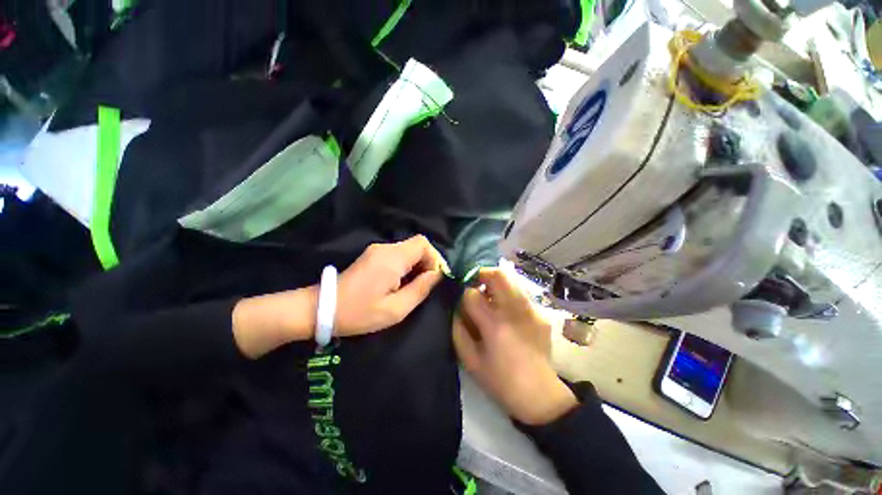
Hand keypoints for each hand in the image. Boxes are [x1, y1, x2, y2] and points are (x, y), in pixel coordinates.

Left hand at [335, 235, 446, 335]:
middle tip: (426, 285)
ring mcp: (377, 250)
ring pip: (408, 250)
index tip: (435, 278)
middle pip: (417, 245)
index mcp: (393, 258)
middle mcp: (385, 248)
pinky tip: (401, 284)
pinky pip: (398, 255)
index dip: (435, 258)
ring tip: (415, 287)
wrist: (321, 308)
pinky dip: (406, 266)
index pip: (423, 243)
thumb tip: (437, 274)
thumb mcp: (395, 309)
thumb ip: (420, 289)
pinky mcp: (372, 256)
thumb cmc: (359, 312)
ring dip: (417, 266)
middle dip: (427, 263)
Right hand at [453, 268, 576, 424]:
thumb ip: (458, 330)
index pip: (472, 294)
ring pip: (511, 280)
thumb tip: (457, 309)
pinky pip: (521, 293)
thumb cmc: (500, 380)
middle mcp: (515, 311)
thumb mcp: (470, 361)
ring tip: (490, 296)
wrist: (540, 394)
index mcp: (494, 325)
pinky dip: (508, 294)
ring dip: (496, 282)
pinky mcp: (541, 314)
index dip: (464, 294)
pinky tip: (506, 310)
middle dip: (482, 274)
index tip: (464, 301)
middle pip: (497, 275)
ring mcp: (532, 310)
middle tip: (475, 284)